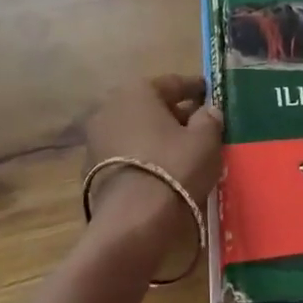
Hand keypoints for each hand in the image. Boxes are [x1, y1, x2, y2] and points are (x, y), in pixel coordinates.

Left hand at [82, 75, 223, 239]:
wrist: (133, 220)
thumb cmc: (174, 167)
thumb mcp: (205, 140)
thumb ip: (209, 119)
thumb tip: (207, 111)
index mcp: (137, 91)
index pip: (173, 83)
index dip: (195, 88)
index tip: (211, 94)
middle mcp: (110, 107)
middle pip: (150, 107)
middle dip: (174, 114)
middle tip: (199, 125)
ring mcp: (96, 139)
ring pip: (136, 131)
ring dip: (156, 136)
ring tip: (182, 151)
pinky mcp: (91, 169)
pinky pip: (125, 154)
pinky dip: (143, 157)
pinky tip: (161, 170)